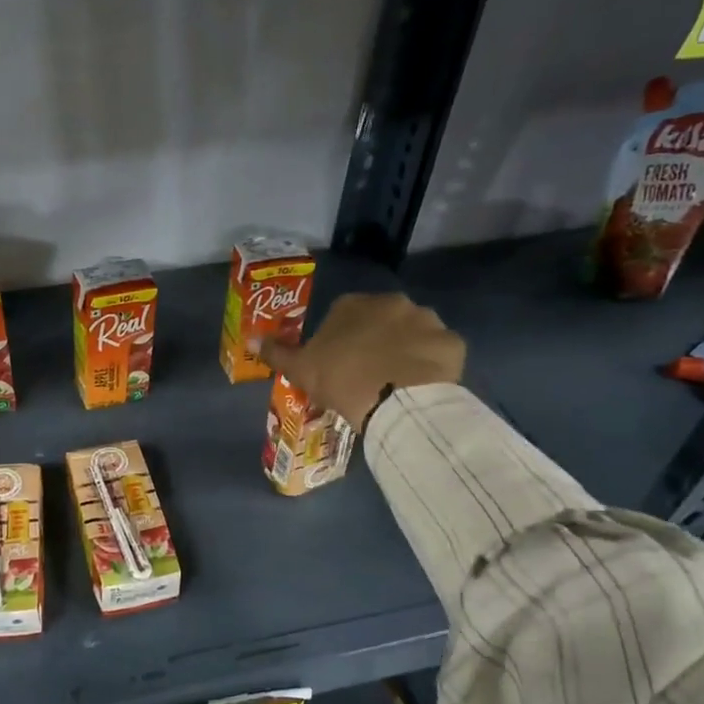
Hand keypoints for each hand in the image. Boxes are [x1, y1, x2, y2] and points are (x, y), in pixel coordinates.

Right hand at [259, 293, 465, 430]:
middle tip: (369, 374)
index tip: (339, 365)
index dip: (340, 341)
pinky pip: (439, 353)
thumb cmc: (341, 379)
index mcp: (354, 305)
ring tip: (397, 383)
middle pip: (382, 321)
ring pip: (414, 335)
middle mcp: (393, 303)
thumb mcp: (300, 370)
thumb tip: (250, 340)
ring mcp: (428, 320)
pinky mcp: (452, 343)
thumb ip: (277, 353)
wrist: (393, 401)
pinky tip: (422, 387)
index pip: (343, 316)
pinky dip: (432, 366)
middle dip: (377, 341)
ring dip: (407, 351)